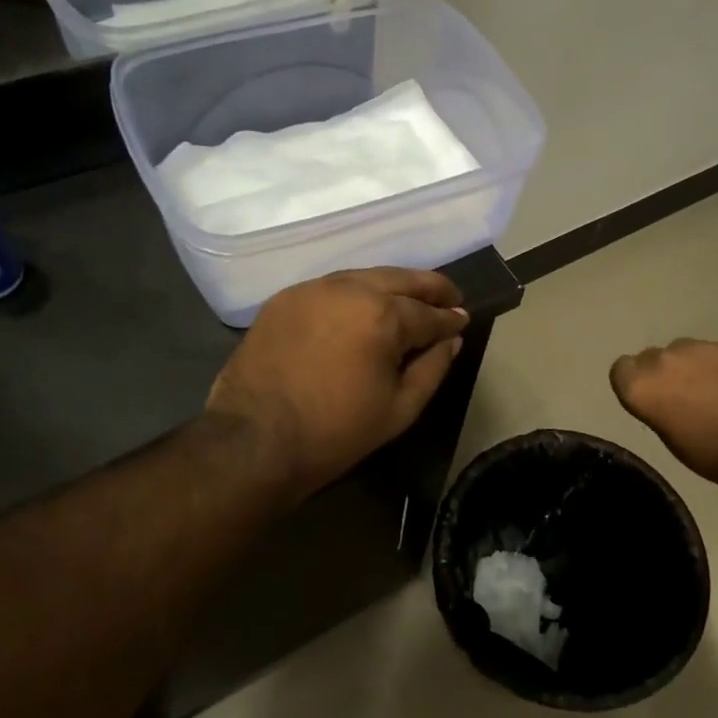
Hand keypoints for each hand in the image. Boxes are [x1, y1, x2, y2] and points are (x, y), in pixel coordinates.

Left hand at [207, 268, 468, 501]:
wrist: (254, 440)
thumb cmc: (336, 431)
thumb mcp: (400, 408)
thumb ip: (432, 368)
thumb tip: (451, 340)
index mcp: (381, 314)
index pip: (428, 313)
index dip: (450, 319)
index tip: (463, 319)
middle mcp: (349, 288)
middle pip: (399, 279)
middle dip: (429, 288)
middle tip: (449, 296)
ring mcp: (312, 289)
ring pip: (364, 277)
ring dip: (392, 287)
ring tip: (409, 301)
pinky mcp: (284, 299)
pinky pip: (332, 287)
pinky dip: (355, 294)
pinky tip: (363, 309)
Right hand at [610, 339, 717, 489]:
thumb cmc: (712, 453)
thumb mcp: (669, 437)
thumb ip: (656, 406)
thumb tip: (661, 397)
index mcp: (640, 385)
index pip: (620, 370)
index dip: (634, 383)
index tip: (650, 399)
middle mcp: (663, 359)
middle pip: (651, 357)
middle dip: (662, 372)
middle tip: (682, 396)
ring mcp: (698, 348)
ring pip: (683, 351)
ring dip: (690, 366)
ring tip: (712, 391)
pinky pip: (713, 352)